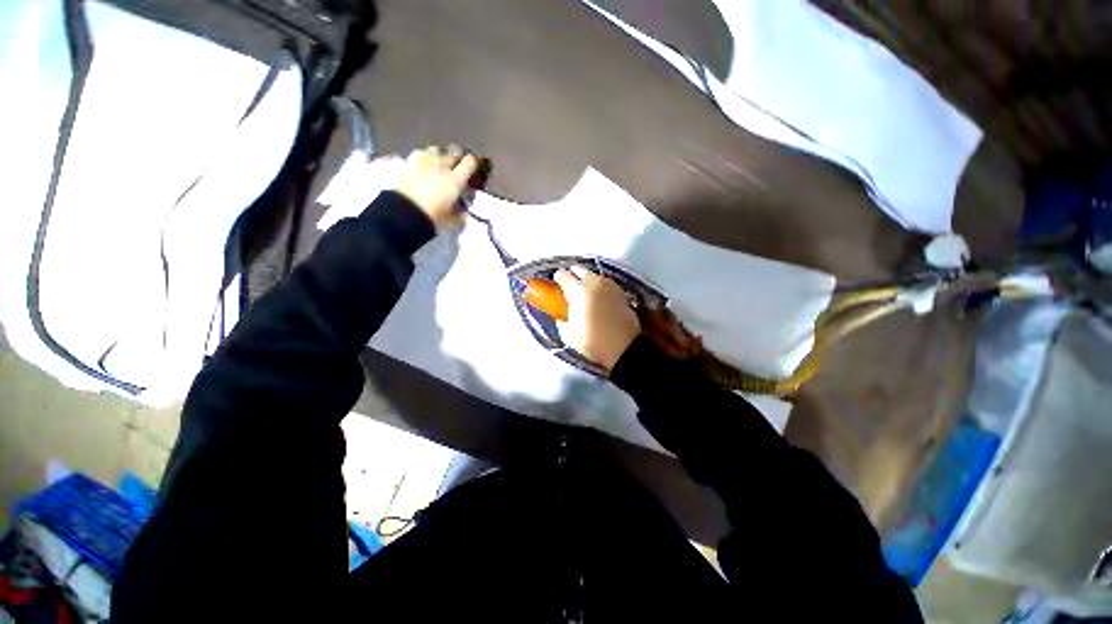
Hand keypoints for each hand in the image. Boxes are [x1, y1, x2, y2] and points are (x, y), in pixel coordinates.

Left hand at [394, 145, 480, 227]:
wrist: (403, 212)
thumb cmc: (432, 217)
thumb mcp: (452, 220)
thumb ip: (462, 215)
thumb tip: (467, 214)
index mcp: (455, 180)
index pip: (470, 162)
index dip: (474, 164)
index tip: (474, 169)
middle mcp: (442, 166)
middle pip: (455, 153)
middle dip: (458, 159)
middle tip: (458, 168)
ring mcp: (425, 161)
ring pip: (438, 150)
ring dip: (442, 156)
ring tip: (441, 165)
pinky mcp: (410, 161)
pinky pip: (422, 153)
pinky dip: (426, 157)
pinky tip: (425, 165)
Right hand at [553, 267, 640, 372]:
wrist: (624, 348)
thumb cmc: (593, 342)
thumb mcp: (568, 335)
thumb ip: (561, 321)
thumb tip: (561, 317)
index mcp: (578, 290)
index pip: (562, 274)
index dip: (557, 279)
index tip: (556, 287)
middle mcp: (594, 283)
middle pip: (578, 269)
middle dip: (572, 275)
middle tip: (569, 288)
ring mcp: (609, 285)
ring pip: (593, 274)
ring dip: (587, 280)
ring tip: (584, 294)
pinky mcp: (621, 292)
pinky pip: (605, 283)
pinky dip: (599, 286)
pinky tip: (598, 298)